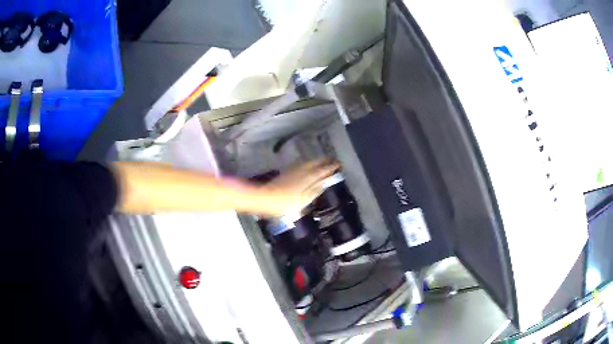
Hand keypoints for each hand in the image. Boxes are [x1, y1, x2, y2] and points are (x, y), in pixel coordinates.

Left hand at [257, 160, 340, 217]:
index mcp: (308, 178)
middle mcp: (302, 171)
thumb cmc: (285, 203)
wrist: (265, 198)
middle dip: (325, 161)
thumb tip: (324, 182)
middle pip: (315, 163)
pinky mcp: (286, 172)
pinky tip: (307, 165)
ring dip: (317, 161)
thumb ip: (314, 191)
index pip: (323, 170)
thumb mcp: (303, 200)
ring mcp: (293, 170)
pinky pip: (301, 164)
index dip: (331, 167)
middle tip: (333, 160)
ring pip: (308, 162)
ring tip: (323, 161)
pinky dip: (308, 163)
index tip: (339, 164)